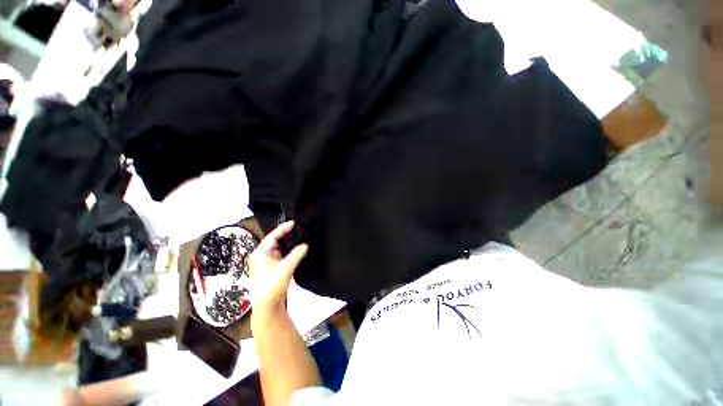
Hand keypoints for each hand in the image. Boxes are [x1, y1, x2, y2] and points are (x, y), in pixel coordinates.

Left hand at [248, 221, 307, 316]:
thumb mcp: (286, 268)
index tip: (293, 223)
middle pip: (273, 241)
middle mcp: (260, 256)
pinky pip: (279, 255)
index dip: (283, 228)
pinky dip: (286, 251)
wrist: (267, 305)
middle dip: (284, 235)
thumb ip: (297, 254)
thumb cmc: (273, 285)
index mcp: (260, 253)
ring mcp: (264, 262)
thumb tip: (305, 245)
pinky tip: (294, 249)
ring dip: (286, 243)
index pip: (272, 236)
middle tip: (297, 228)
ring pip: (276, 248)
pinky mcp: (269, 268)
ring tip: (297, 236)